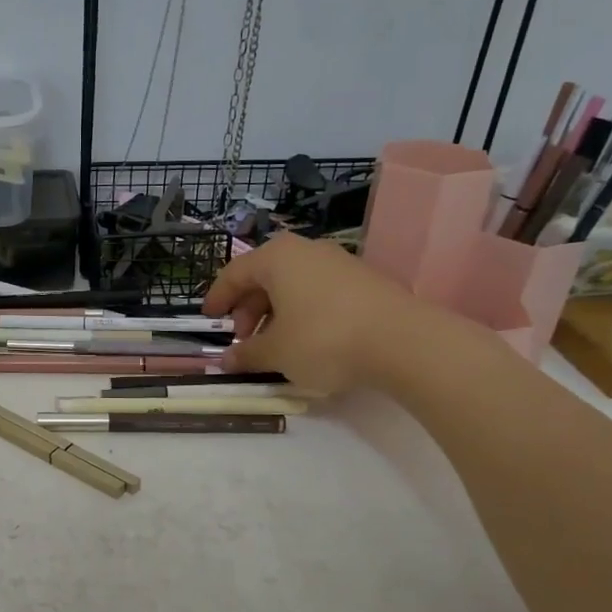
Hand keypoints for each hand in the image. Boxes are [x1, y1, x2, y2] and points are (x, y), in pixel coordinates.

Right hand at [204, 233, 478, 393]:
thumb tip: (226, 361)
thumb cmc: (323, 339)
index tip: (209, 319)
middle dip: (249, 309)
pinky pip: (319, 292)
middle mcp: (306, 250)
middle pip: (265, 277)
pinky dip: (303, 312)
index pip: (234, 273)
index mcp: (276, 258)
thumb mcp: (276, 353)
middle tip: (244, 340)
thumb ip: (247, 355)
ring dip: (276, 313)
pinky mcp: (364, 280)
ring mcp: (339, 262)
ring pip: (293, 285)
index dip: (218, 298)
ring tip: (275, 345)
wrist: (402, 341)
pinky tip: (308, 341)